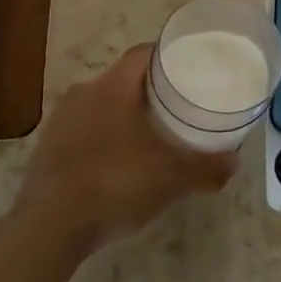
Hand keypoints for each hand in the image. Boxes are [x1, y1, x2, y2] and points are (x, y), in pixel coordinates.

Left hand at [18, 46, 237, 252]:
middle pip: (124, 80)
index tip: (191, 68)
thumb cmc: (116, 184)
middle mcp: (83, 93)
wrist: (49, 227)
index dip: (169, 56)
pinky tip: (119, 164)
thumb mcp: (172, 178)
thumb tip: (234, 163)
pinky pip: (84, 132)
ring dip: (125, 116)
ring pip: (101, 106)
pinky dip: (104, 139)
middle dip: (151, 91)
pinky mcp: (46, 149)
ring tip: (151, 136)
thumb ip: (206, 168)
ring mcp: (60, 121)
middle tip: (178, 106)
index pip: (144, 53)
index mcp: (112, 87)